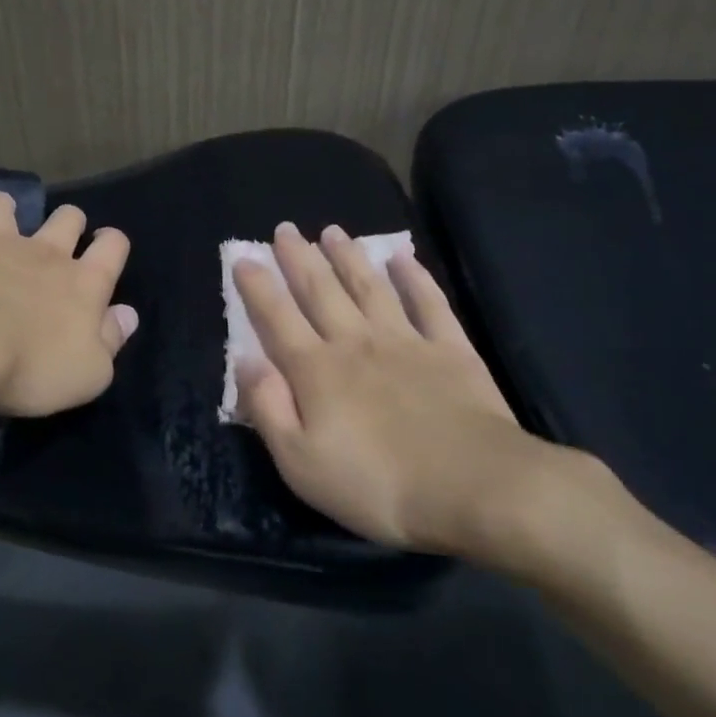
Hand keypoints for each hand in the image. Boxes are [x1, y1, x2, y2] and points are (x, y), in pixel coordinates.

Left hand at [0, 190, 138, 416]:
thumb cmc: (30, 367)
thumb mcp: (88, 373)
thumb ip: (111, 340)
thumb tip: (128, 315)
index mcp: (83, 282)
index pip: (112, 248)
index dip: (113, 243)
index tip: (107, 245)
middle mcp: (44, 252)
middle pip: (66, 218)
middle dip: (69, 220)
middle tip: (62, 232)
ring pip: (4, 207)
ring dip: (3, 207)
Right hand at [233, 222, 602, 568]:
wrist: (473, 487)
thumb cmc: (377, 485)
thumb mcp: (301, 463)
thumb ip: (269, 408)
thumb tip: (245, 360)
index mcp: (316, 371)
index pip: (277, 319)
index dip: (258, 287)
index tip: (242, 257)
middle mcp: (355, 342)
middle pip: (320, 291)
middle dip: (299, 258)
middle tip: (285, 230)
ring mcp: (405, 340)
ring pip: (369, 287)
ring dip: (348, 257)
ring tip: (333, 231)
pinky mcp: (450, 349)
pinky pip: (428, 302)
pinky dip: (415, 277)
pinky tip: (403, 257)